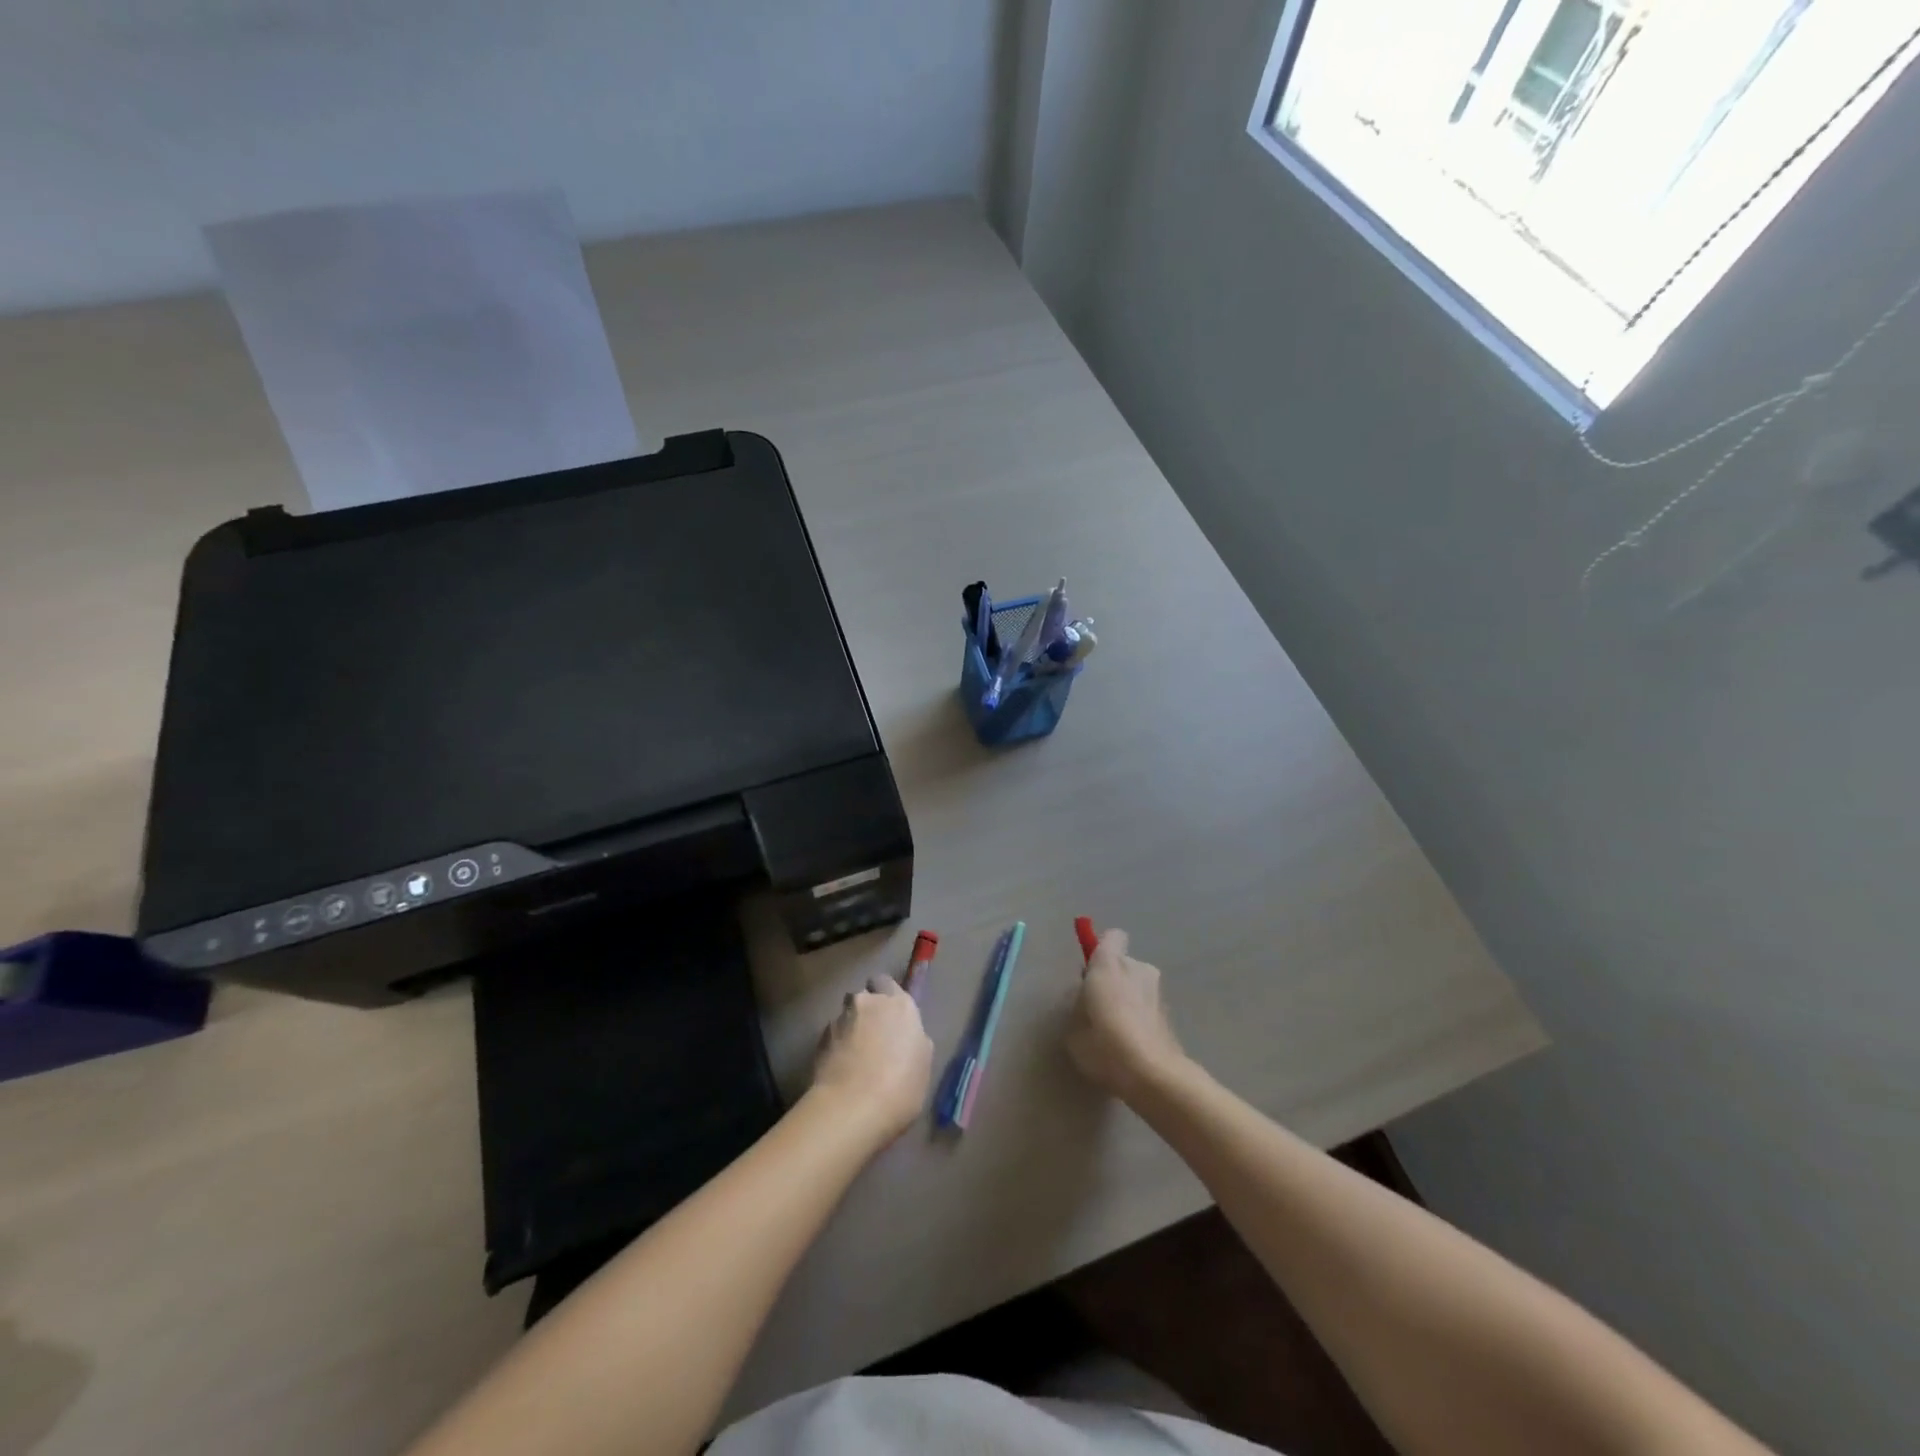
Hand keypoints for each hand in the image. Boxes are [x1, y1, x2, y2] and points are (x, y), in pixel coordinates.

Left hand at [810, 975, 933, 1143]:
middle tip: (872, 1036)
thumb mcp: (923, 1064)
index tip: (890, 1017)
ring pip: (845, 1016)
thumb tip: (905, 1038)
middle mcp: (868, 1003)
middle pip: (863, 996)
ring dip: (849, 1029)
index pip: (887, 983)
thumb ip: (914, 1040)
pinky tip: (840, 1069)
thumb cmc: (900, 1087)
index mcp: (899, 1004)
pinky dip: (835, 1047)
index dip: (886, 997)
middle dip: (865, 1010)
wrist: (852, 1108)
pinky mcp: (819, 1039)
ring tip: (853, 1057)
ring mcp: (840, 1019)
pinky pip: (831, 1036)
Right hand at [1068, 929, 1187, 1098]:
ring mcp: (1157, 990)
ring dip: (1127, 998)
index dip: (1100, 951)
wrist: (1152, 1074)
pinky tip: (1131, 1043)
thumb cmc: (1104, 1044)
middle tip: (1098, 1007)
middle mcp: (1137, 968)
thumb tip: (1087, 1003)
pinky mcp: (1170, 1014)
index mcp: (1109, 964)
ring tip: (1115, 1030)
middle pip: (1123, 963)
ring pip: (1137, 985)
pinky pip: (1147, 1005)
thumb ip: (1079, 1007)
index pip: (1111, 937)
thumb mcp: (1074, 1027)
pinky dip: (1140, 1016)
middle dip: (1113, 978)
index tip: (1090, 972)